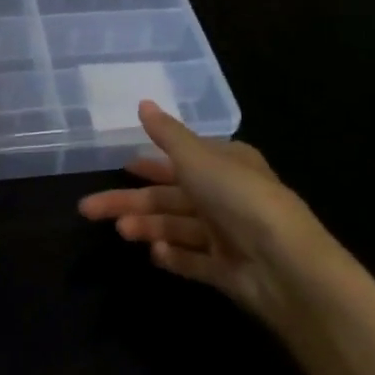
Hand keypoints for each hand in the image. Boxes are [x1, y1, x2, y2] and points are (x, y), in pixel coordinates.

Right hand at [79, 101, 338, 329]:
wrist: (284, 264)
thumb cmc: (238, 196)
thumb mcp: (197, 157)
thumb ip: (167, 134)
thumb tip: (142, 103)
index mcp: (225, 163)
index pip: (182, 159)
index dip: (151, 163)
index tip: (121, 167)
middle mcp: (227, 196)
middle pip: (170, 196)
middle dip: (133, 200)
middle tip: (90, 208)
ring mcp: (228, 235)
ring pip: (177, 227)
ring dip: (149, 226)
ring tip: (122, 231)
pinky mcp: (228, 271)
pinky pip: (194, 261)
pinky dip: (174, 256)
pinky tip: (154, 254)